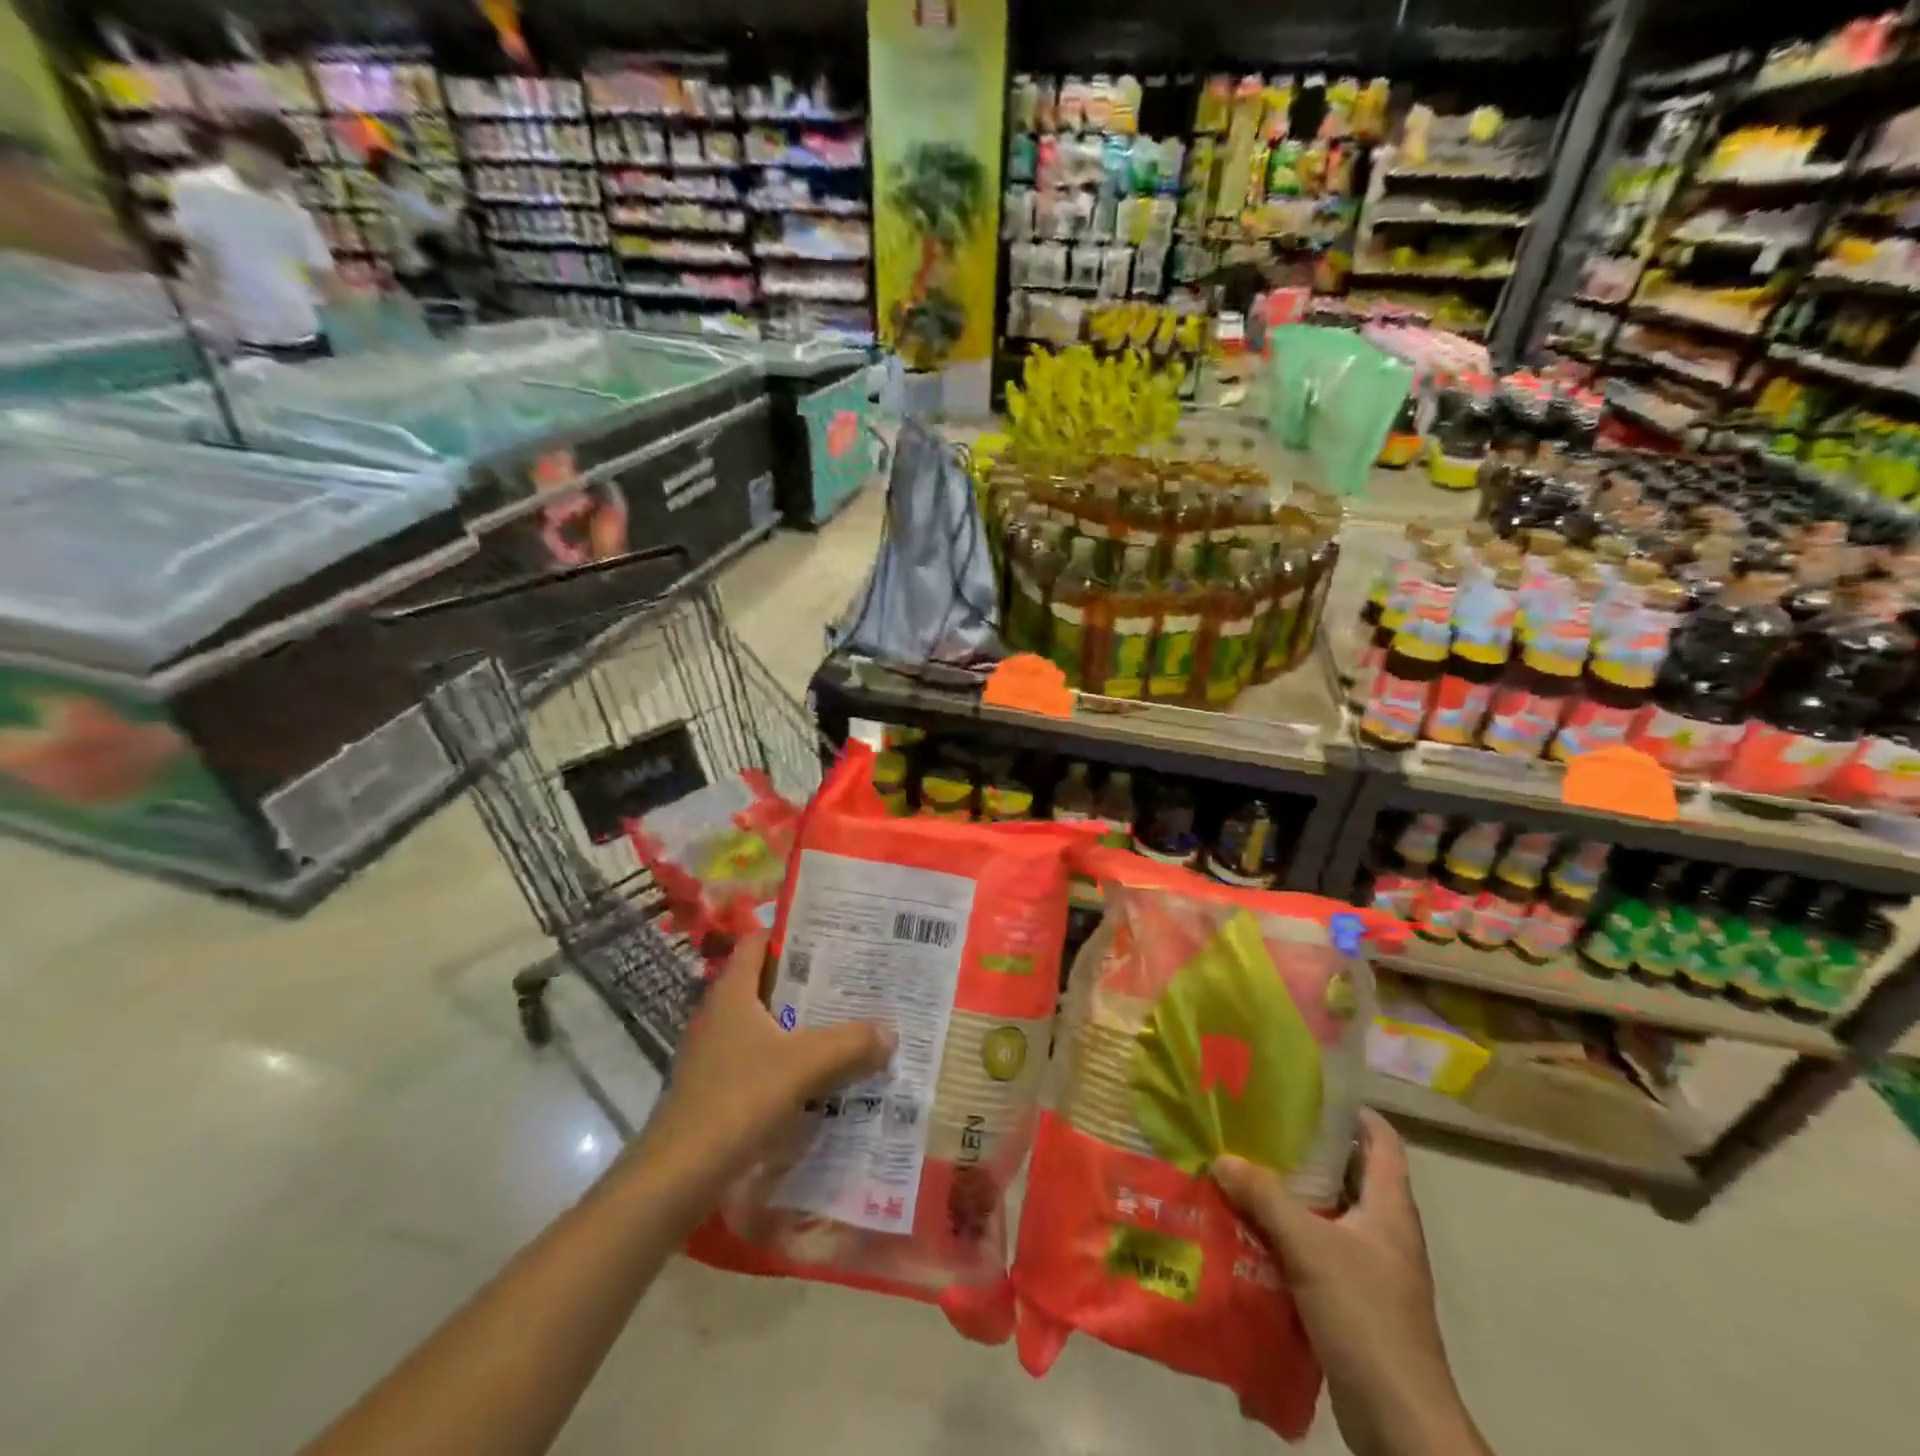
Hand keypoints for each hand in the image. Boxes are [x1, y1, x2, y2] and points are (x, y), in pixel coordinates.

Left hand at [637, 933, 894, 1185]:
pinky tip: (824, 1077)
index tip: (834, 934)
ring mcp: (716, 1054)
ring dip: (804, 1026)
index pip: (759, 942)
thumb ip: (850, 1044)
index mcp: (732, 992)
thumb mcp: (803, 1065)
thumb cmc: (737, 1101)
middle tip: (856, 981)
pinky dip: (792, 1063)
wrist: (676, 1178)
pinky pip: (763, 1062)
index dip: (793, 933)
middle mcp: (720, 1015)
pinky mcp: (718, 1090)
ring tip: (850, 1025)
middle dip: (811, 983)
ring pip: (769, 1026)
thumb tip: (890, 1032)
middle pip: (769, 984)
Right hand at [1214, 1111, 1486, 1455]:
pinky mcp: (1354, 1302)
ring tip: (1244, 1170)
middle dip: (1307, 1150)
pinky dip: (1289, 1236)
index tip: (1309, 1091)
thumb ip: (1264, 1198)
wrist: (1400, 1425)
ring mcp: (1372, 1270)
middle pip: (1350, 1175)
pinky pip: (1318, 1252)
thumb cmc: (1366, 1318)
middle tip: (1259, 1126)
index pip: (1383, 1142)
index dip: (1353, 1112)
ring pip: (1329, 1215)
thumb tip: (1221, 1157)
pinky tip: (1250, 1230)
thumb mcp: (1309, 1247)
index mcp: (1390, 1209)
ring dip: (1292, 1196)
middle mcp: (1385, 1233)